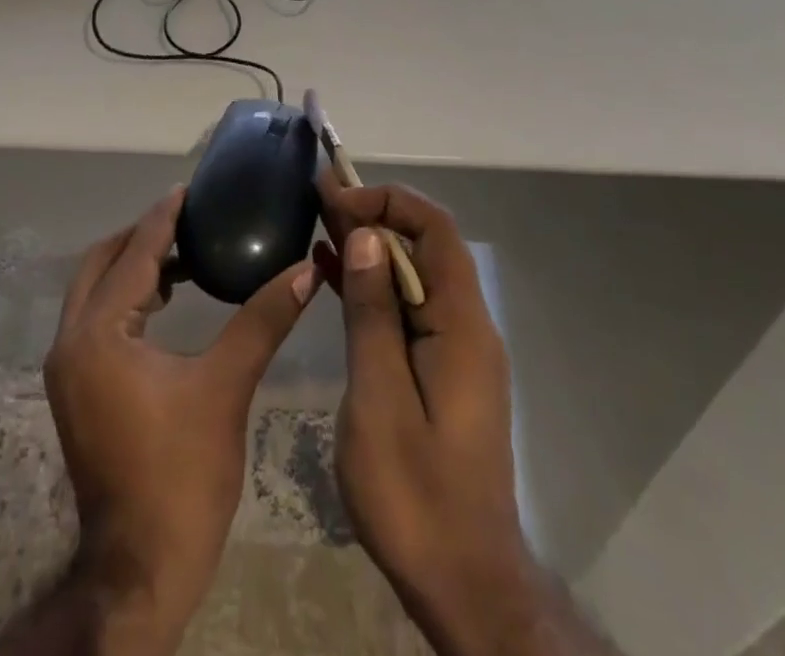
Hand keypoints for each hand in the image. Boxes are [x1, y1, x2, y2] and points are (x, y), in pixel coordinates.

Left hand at [43, 187, 318, 651]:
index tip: (191, 188)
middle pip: (101, 262)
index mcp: (99, 333)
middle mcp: (71, 341)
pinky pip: (96, 318)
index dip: (164, 217)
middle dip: (142, 236)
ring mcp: (67, 367)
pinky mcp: (75, 387)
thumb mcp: (226, 388)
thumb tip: (306, 269)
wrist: (141, 568)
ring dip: (133, 266)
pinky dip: (125, 297)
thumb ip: (262, 320)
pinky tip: (166, 302)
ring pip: (94, 289)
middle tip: (189, 219)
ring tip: (185, 254)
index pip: (135, 254)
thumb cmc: (182, 474)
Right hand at [313, 177, 554, 655]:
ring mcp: (456, 349)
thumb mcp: (380, 398)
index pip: (434, 229)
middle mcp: (467, 325)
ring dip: (369, 248)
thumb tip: (366, 235)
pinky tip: (331, 275)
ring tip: (317, 223)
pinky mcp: (441, 371)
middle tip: (317, 200)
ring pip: (413, 276)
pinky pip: (407, 309)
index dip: (387, 201)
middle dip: (373, 216)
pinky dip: (372, 286)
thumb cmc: (416, 495)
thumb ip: (373, 312)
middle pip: (424, 247)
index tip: (336, 199)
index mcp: (462, 324)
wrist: (463, 584)